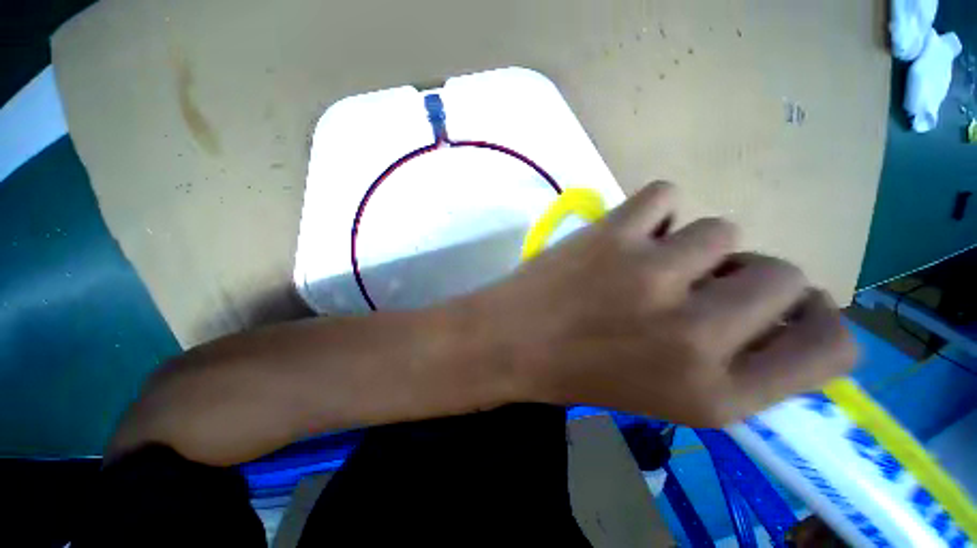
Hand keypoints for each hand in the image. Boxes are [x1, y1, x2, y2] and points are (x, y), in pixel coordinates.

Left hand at [466, 181, 856, 425]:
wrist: (510, 342)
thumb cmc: (579, 372)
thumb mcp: (666, 395)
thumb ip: (733, 363)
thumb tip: (776, 309)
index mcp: (716, 394)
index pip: (831, 349)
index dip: (820, 321)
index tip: (791, 309)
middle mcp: (696, 336)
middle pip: (784, 273)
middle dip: (746, 276)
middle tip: (697, 283)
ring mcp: (652, 275)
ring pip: (721, 230)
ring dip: (691, 245)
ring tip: (644, 264)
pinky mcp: (612, 235)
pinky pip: (665, 196)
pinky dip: (652, 212)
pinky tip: (623, 237)